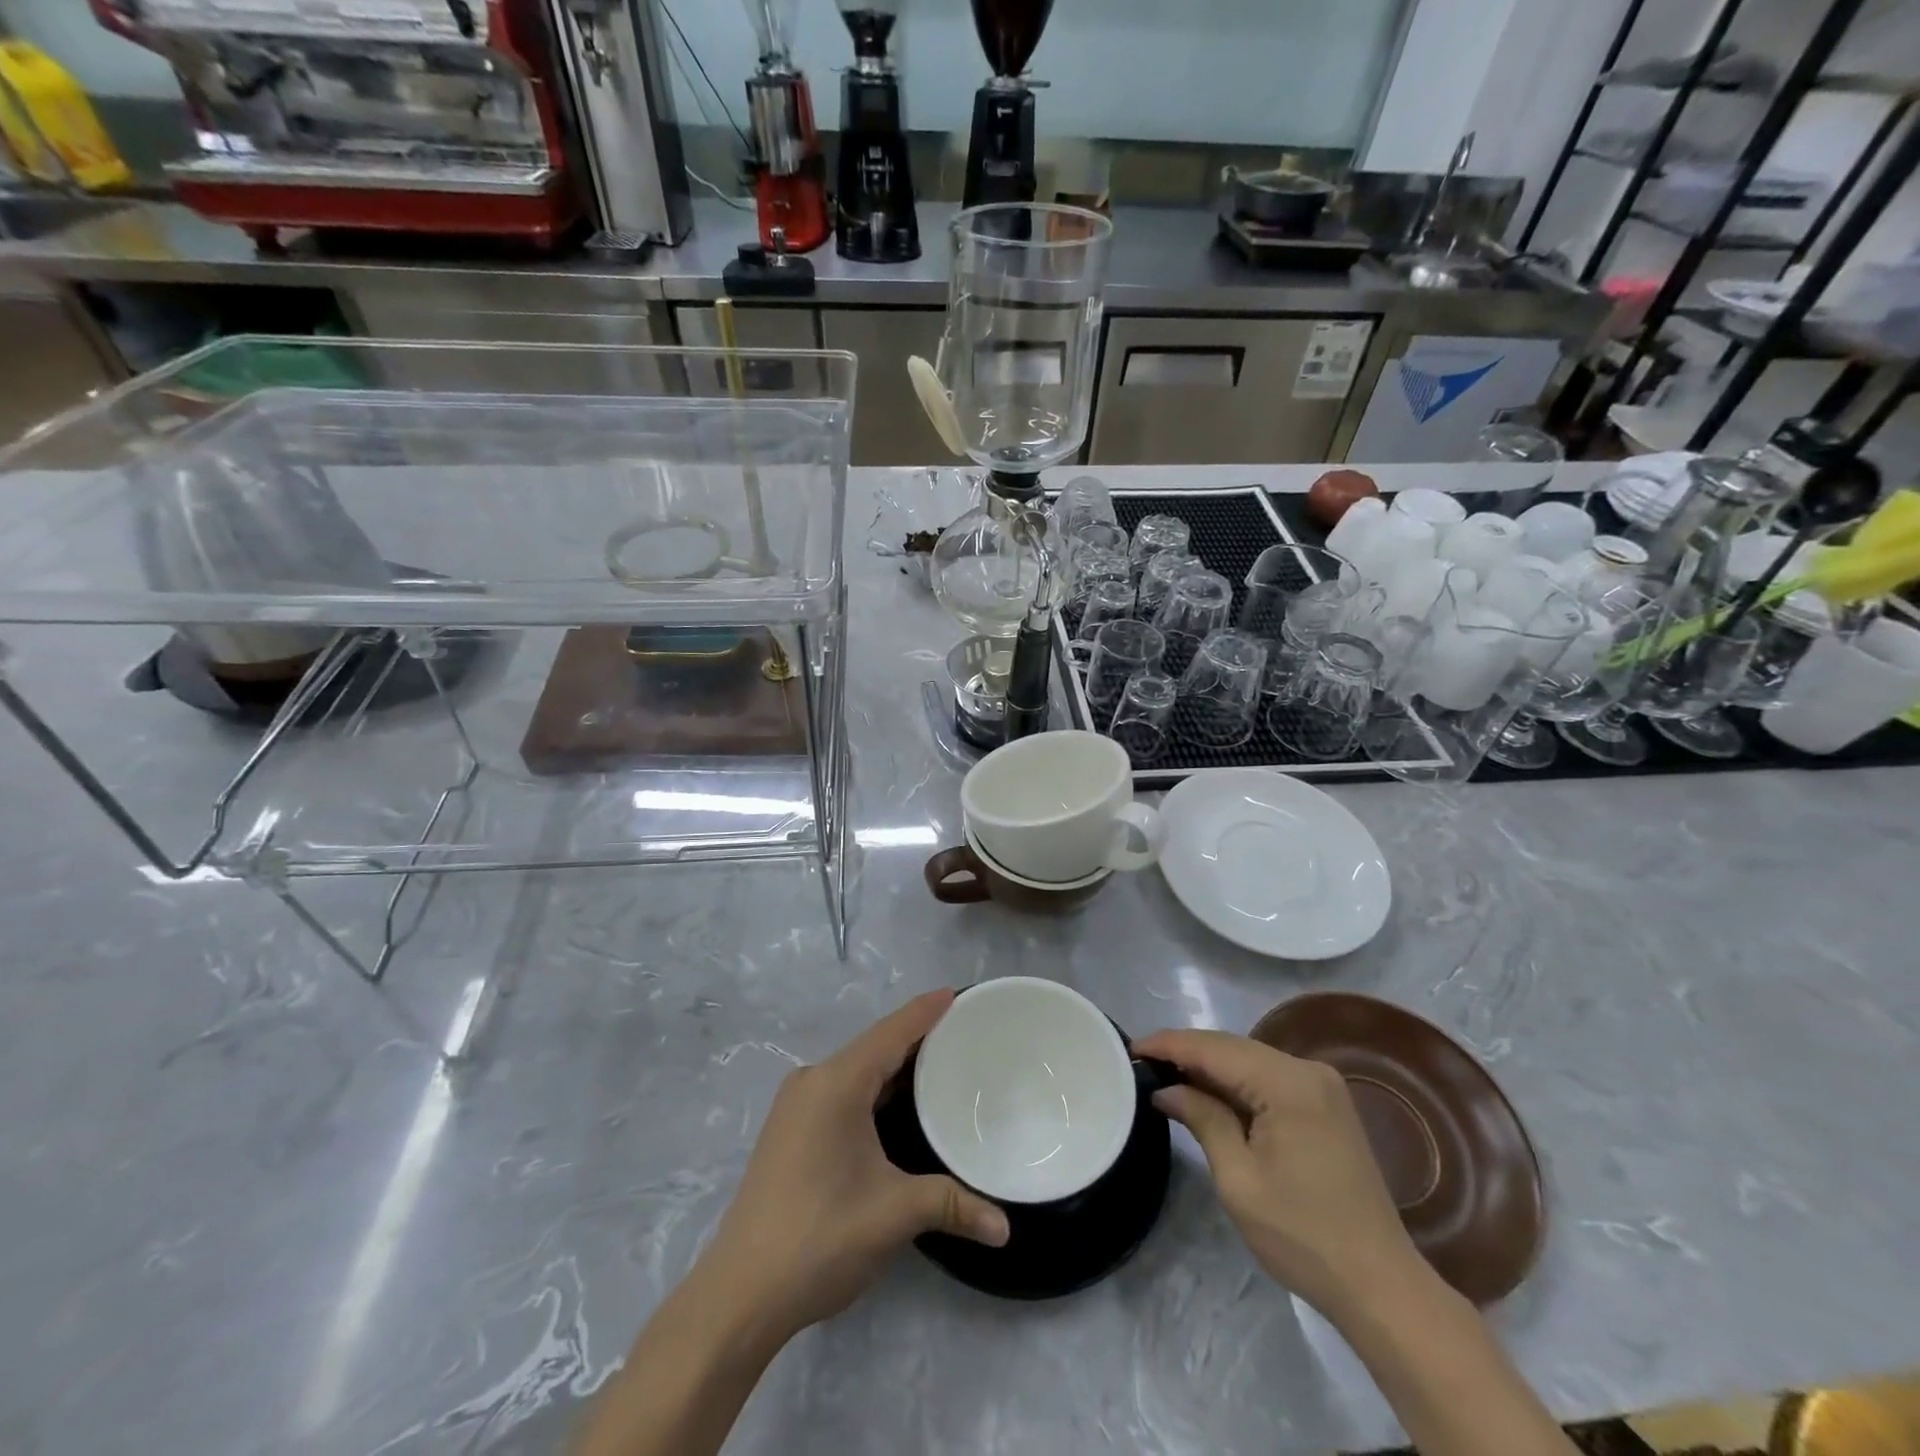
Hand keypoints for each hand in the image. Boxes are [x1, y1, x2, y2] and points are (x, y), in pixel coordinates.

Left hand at [695, 990, 1009, 1346]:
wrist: (740, 1293)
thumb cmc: (820, 1237)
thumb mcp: (894, 1214)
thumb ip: (952, 1206)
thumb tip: (1005, 1227)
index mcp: (835, 1084)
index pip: (891, 1033)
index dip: (925, 1011)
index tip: (957, 994)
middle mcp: (812, 1082)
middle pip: (873, 1047)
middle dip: (916, 1037)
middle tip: (961, 1032)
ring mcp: (795, 1107)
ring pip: (855, 1070)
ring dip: (893, 1065)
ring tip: (938, 1062)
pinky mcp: (789, 1131)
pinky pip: (840, 1091)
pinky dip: (872, 1087)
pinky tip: (895, 1102)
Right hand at [1132, 1028, 1425, 1318]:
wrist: (1380, 1285)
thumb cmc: (1303, 1236)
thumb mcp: (1239, 1179)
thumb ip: (1202, 1119)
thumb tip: (1166, 1089)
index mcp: (1289, 1083)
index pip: (1215, 1049)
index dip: (1170, 1045)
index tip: (1131, 1048)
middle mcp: (1308, 1070)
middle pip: (1233, 1047)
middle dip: (1187, 1052)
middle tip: (1142, 1062)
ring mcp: (1322, 1086)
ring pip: (1249, 1059)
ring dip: (1209, 1066)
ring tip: (1166, 1074)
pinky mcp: (1326, 1104)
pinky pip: (1268, 1077)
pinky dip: (1235, 1082)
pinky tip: (1208, 1091)